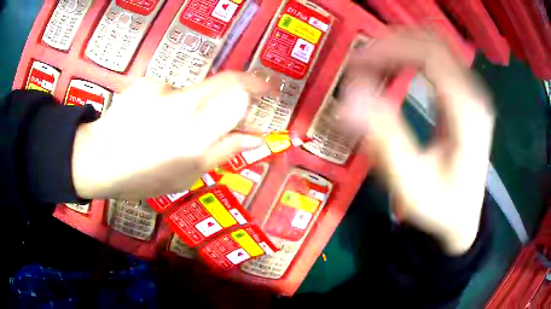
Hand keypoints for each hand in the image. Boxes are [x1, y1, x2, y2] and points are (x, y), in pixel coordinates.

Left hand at [72, 72, 270, 200]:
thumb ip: (224, 152)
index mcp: (198, 134)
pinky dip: (167, 104)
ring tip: (167, 129)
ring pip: (193, 90)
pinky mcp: (146, 82)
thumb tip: (255, 138)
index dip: (256, 88)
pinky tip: (149, 120)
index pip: (240, 94)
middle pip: (224, 81)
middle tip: (228, 108)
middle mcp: (184, 104)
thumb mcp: (189, 175)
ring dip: (191, 106)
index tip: (265, 91)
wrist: (98, 159)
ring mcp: (163, 89)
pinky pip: (168, 91)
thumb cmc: (144, 177)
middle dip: (236, 88)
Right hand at [341, 31, 494, 254]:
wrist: (463, 220)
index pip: (430, 55)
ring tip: (372, 65)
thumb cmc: (441, 208)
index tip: (356, 63)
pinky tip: (394, 69)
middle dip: (392, 43)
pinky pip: (438, 60)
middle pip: (433, 42)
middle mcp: (474, 94)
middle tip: (360, 62)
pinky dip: (410, 56)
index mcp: (467, 112)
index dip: (390, 49)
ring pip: (435, 46)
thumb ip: (384, 140)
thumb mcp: (411, 184)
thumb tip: (347, 100)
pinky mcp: (465, 97)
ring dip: (400, 47)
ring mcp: (472, 93)